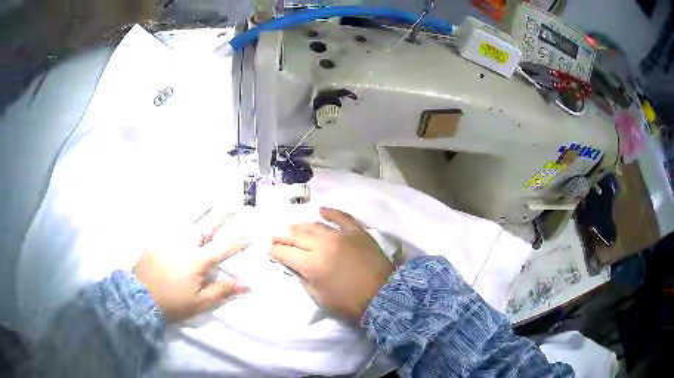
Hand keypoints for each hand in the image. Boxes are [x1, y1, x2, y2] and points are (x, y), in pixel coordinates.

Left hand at [134, 210, 248, 322]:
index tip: (251, 230)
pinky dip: (179, 219)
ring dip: (200, 210)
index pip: (224, 247)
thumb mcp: (200, 302)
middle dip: (220, 214)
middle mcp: (184, 245)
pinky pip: (170, 226)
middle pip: (205, 226)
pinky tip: (182, 215)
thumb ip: (223, 291)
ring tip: (208, 200)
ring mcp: (168, 240)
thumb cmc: (173, 303)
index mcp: (198, 261)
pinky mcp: (156, 240)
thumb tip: (247, 285)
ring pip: (187, 221)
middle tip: (231, 202)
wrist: (140, 298)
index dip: (239, 239)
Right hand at [270, 208, 393, 321]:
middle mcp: (322, 245)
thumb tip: (296, 267)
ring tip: (292, 226)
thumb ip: (304, 280)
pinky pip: (342, 217)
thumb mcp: (319, 298)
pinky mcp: (357, 232)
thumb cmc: (349, 303)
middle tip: (275, 236)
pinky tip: (321, 210)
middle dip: (282, 236)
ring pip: (314, 225)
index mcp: (311, 265)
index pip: (286, 253)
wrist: (383, 296)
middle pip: (296, 236)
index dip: (275, 251)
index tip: (270, 250)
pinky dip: (331, 212)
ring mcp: (340, 236)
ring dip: (300, 225)